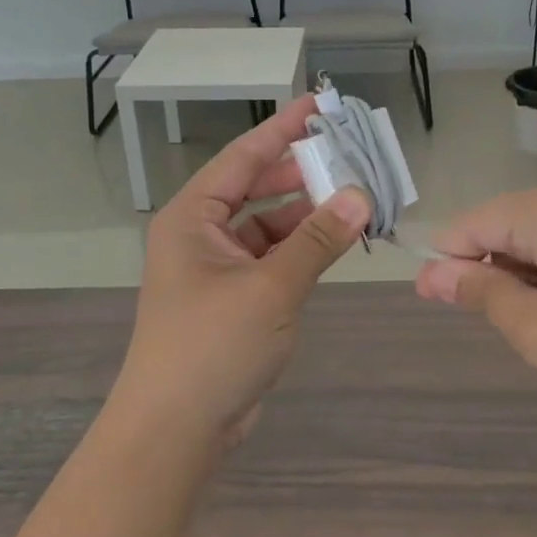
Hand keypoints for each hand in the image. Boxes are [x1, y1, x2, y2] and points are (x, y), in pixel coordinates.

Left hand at [115, 95, 370, 445]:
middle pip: (256, 188)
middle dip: (301, 174)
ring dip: (307, 215)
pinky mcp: (235, 300)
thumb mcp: (270, 288)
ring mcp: (217, 269)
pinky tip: (335, 244)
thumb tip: (360, 196)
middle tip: (350, 158)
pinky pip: (273, 259)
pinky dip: (302, 250)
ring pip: (268, 226)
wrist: (176, 430)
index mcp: (192, 217)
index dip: (281, 129)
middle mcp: (201, 235)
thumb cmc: (212, 346)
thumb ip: (317, 241)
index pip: (242, 157)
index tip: (319, 106)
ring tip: (355, 201)